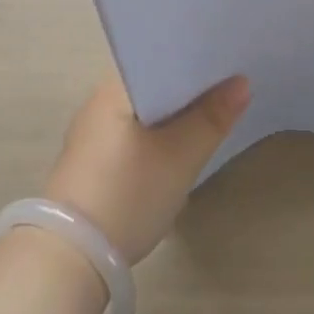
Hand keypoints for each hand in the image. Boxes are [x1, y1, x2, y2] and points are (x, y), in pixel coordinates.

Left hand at [44, 74, 250, 264]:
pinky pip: (132, 133)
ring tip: (211, 114)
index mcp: (115, 86)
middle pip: (154, 82)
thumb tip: (242, 82)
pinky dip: (156, 134)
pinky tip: (176, 146)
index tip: (229, 62)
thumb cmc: (128, 193)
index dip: (196, 58)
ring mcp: (91, 132)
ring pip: (144, 110)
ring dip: (173, 113)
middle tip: (230, 88)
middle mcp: (99, 100)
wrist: (70, 258)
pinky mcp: (91, 161)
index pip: (161, 56)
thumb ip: (213, 117)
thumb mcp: (181, 157)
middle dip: (189, 87)